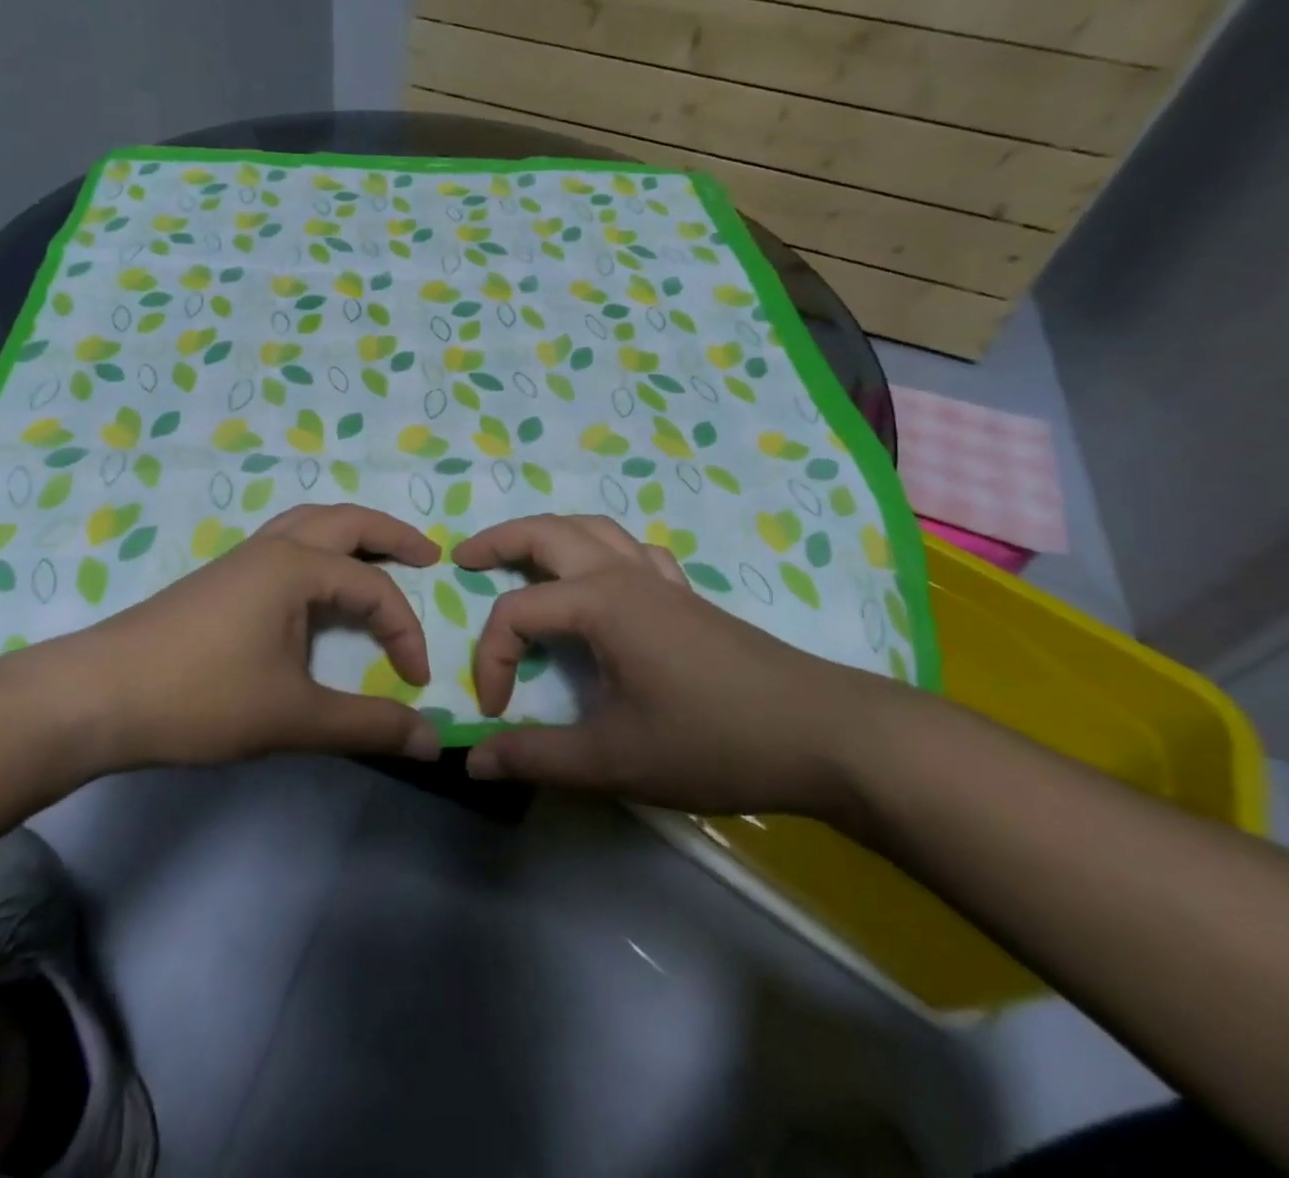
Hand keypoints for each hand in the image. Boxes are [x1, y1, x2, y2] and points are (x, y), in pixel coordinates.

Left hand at [74, 504, 444, 768]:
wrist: (97, 696)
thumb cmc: (200, 697)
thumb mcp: (293, 717)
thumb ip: (367, 725)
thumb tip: (433, 740)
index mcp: (295, 567)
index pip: (374, 588)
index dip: (405, 631)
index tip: (415, 681)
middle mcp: (271, 548)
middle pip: (345, 520)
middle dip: (392, 534)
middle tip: (428, 556)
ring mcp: (240, 560)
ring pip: (308, 524)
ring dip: (350, 535)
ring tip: (378, 558)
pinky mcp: (219, 580)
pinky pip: (284, 545)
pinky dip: (317, 551)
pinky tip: (314, 588)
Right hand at [452, 515, 903, 817]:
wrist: (824, 734)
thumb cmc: (712, 740)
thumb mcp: (613, 759)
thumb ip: (536, 756)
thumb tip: (472, 758)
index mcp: (599, 603)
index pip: (516, 614)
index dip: (492, 661)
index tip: (497, 712)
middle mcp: (623, 575)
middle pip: (547, 532)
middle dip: (498, 541)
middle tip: (464, 560)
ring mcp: (659, 580)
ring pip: (592, 529)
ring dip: (547, 535)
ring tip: (520, 559)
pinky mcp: (686, 596)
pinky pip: (632, 551)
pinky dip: (601, 551)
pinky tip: (603, 582)